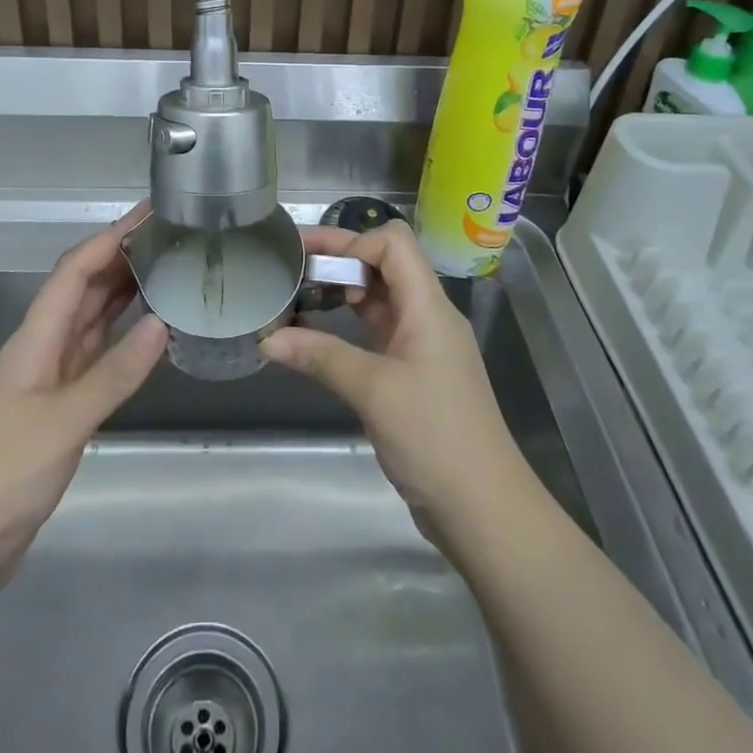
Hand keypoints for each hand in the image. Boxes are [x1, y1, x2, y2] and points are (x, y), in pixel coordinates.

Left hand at [0, 204, 167, 594]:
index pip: (75, 270)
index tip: (149, 214)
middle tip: (170, 238)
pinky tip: (148, 334)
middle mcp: (43, 347)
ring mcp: (50, 378)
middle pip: (83, 288)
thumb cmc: (4, 470)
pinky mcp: (59, 408)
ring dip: (123, 294)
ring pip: (91, 321)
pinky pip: (96, 357)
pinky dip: (122, 340)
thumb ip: (115, 372)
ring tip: (166, 270)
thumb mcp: (65, 419)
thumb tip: (162, 323)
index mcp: (36, 337)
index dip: (110, 237)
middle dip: (121, 257)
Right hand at [262, 221, 531, 535]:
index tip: (314, 263)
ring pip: (379, 298)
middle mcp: (427, 315)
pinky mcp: (413, 373)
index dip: (353, 242)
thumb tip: (267, 338)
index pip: (393, 243)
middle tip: (291, 261)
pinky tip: (316, 336)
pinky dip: (347, 326)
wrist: (485, 509)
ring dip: (341, 291)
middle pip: (384, 264)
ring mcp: (422, 345)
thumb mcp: (372, 390)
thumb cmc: (434, 436)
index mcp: (428, 305)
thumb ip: (320, 357)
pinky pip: (377, 332)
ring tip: (297, 294)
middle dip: (339, 257)